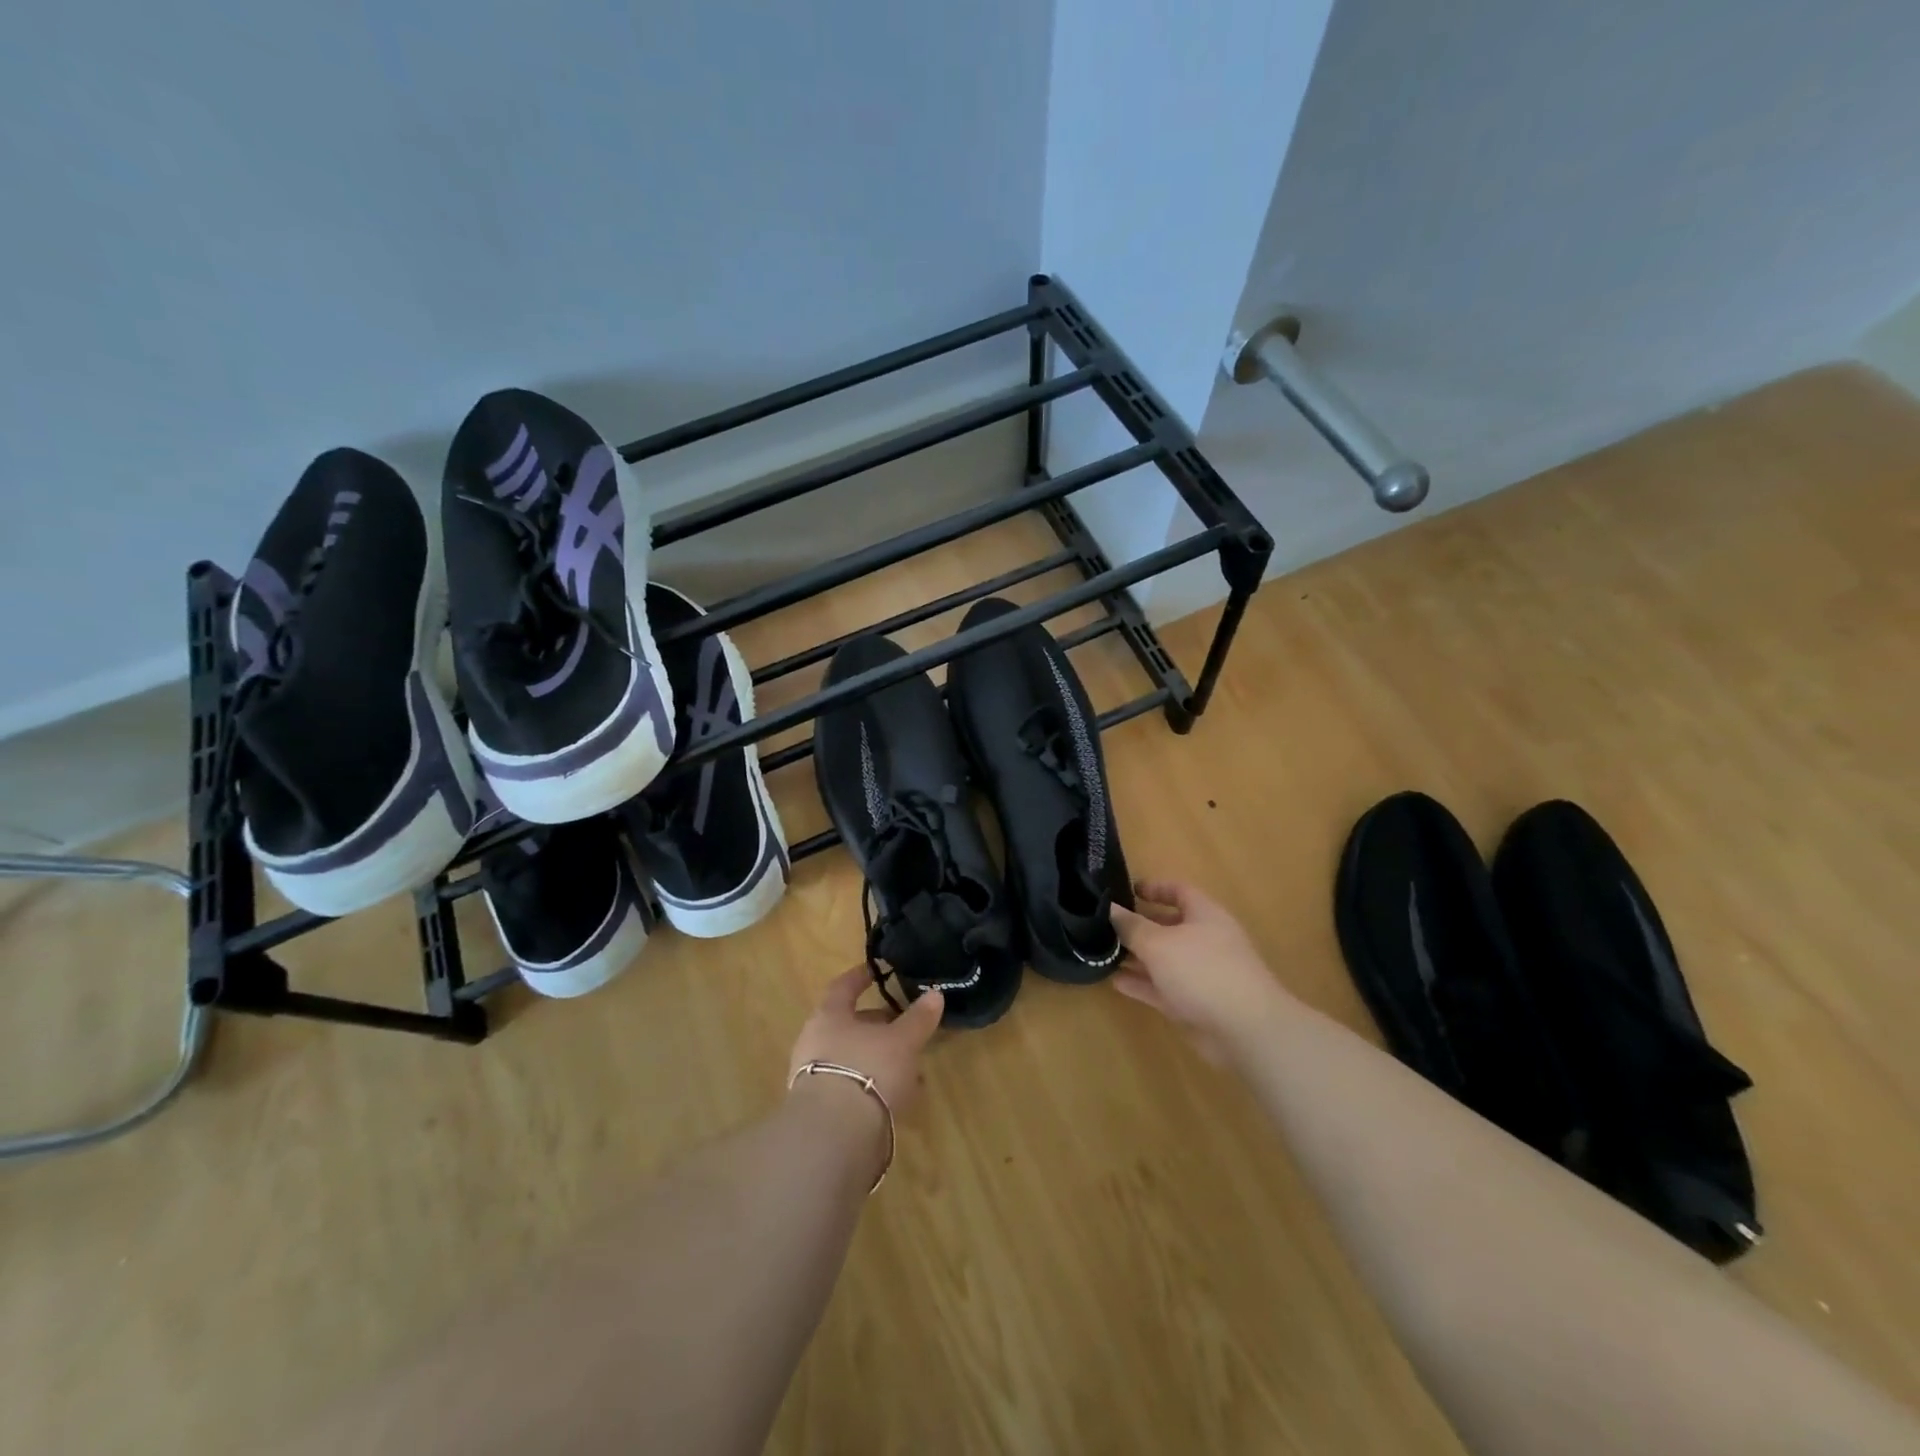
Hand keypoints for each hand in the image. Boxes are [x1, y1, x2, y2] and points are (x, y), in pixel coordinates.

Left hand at [788, 966, 943, 1115]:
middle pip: (848, 1025)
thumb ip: (918, 1018)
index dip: (860, 977)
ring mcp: (814, 1078)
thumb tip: (934, 993)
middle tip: (903, 1025)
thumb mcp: (902, 1041)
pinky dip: (874, 1085)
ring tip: (911, 1067)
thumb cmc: (868, 1070)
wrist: (834, 1136)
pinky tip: (899, 1096)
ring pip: (852, 1058)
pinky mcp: (821, 1111)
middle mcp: (815, 1042)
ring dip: (879, 1058)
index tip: (875, 970)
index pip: (843, 987)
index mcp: (829, 1016)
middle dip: (877, 1025)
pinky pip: (851, 1086)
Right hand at [1110, 880, 1291, 1063]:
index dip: (1154, 888)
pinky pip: (1162, 988)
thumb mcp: (1159, 943)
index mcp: (1204, 915)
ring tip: (1102, 953)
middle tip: (1105, 925)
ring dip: (1136, 957)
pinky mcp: (1194, 1004)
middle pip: (1168, 927)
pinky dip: (1141, 984)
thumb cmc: (1202, 971)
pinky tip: (1115, 982)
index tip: (1126, 890)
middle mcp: (1204, 941)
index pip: (1178, 891)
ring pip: (1163, 960)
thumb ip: (1131, 926)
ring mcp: (1200, 974)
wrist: (1245, 1030)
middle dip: (1138, 926)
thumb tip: (1110, 908)